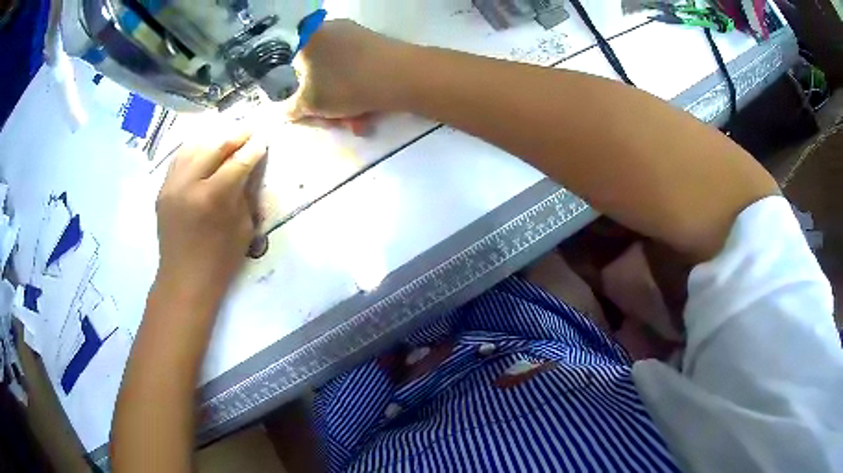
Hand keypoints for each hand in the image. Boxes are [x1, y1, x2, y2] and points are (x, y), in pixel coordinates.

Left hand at [155, 131, 267, 300]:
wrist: (184, 279)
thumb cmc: (220, 261)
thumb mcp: (243, 228)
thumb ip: (244, 193)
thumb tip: (248, 167)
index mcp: (212, 198)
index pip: (238, 162)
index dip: (254, 148)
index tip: (264, 138)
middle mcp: (188, 185)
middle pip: (215, 147)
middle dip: (236, 136)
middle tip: (250, 129)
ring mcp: (171, 185)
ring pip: (194, 147)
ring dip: (214, 138)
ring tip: (228, 134)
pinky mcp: (162, 189)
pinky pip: (179, 159)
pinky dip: (194, 149)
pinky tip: (204, 147)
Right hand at [284, 20, 411, 132]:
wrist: (403, 76)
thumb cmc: (345, 86)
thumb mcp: (310, 103)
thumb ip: (290, 108)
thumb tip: (284, 110)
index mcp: (305, 39)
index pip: (288, 71)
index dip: (296, 96)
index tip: (309, 113)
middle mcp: (326, 30)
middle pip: (316, 75)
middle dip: (326, 105)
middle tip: (336, 123)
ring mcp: (352, 34)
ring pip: (338, 75)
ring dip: (344, 104)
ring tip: (357, 123)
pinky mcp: (373, 43)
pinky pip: (355, 69)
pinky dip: (358, 91)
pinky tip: (368, 112)